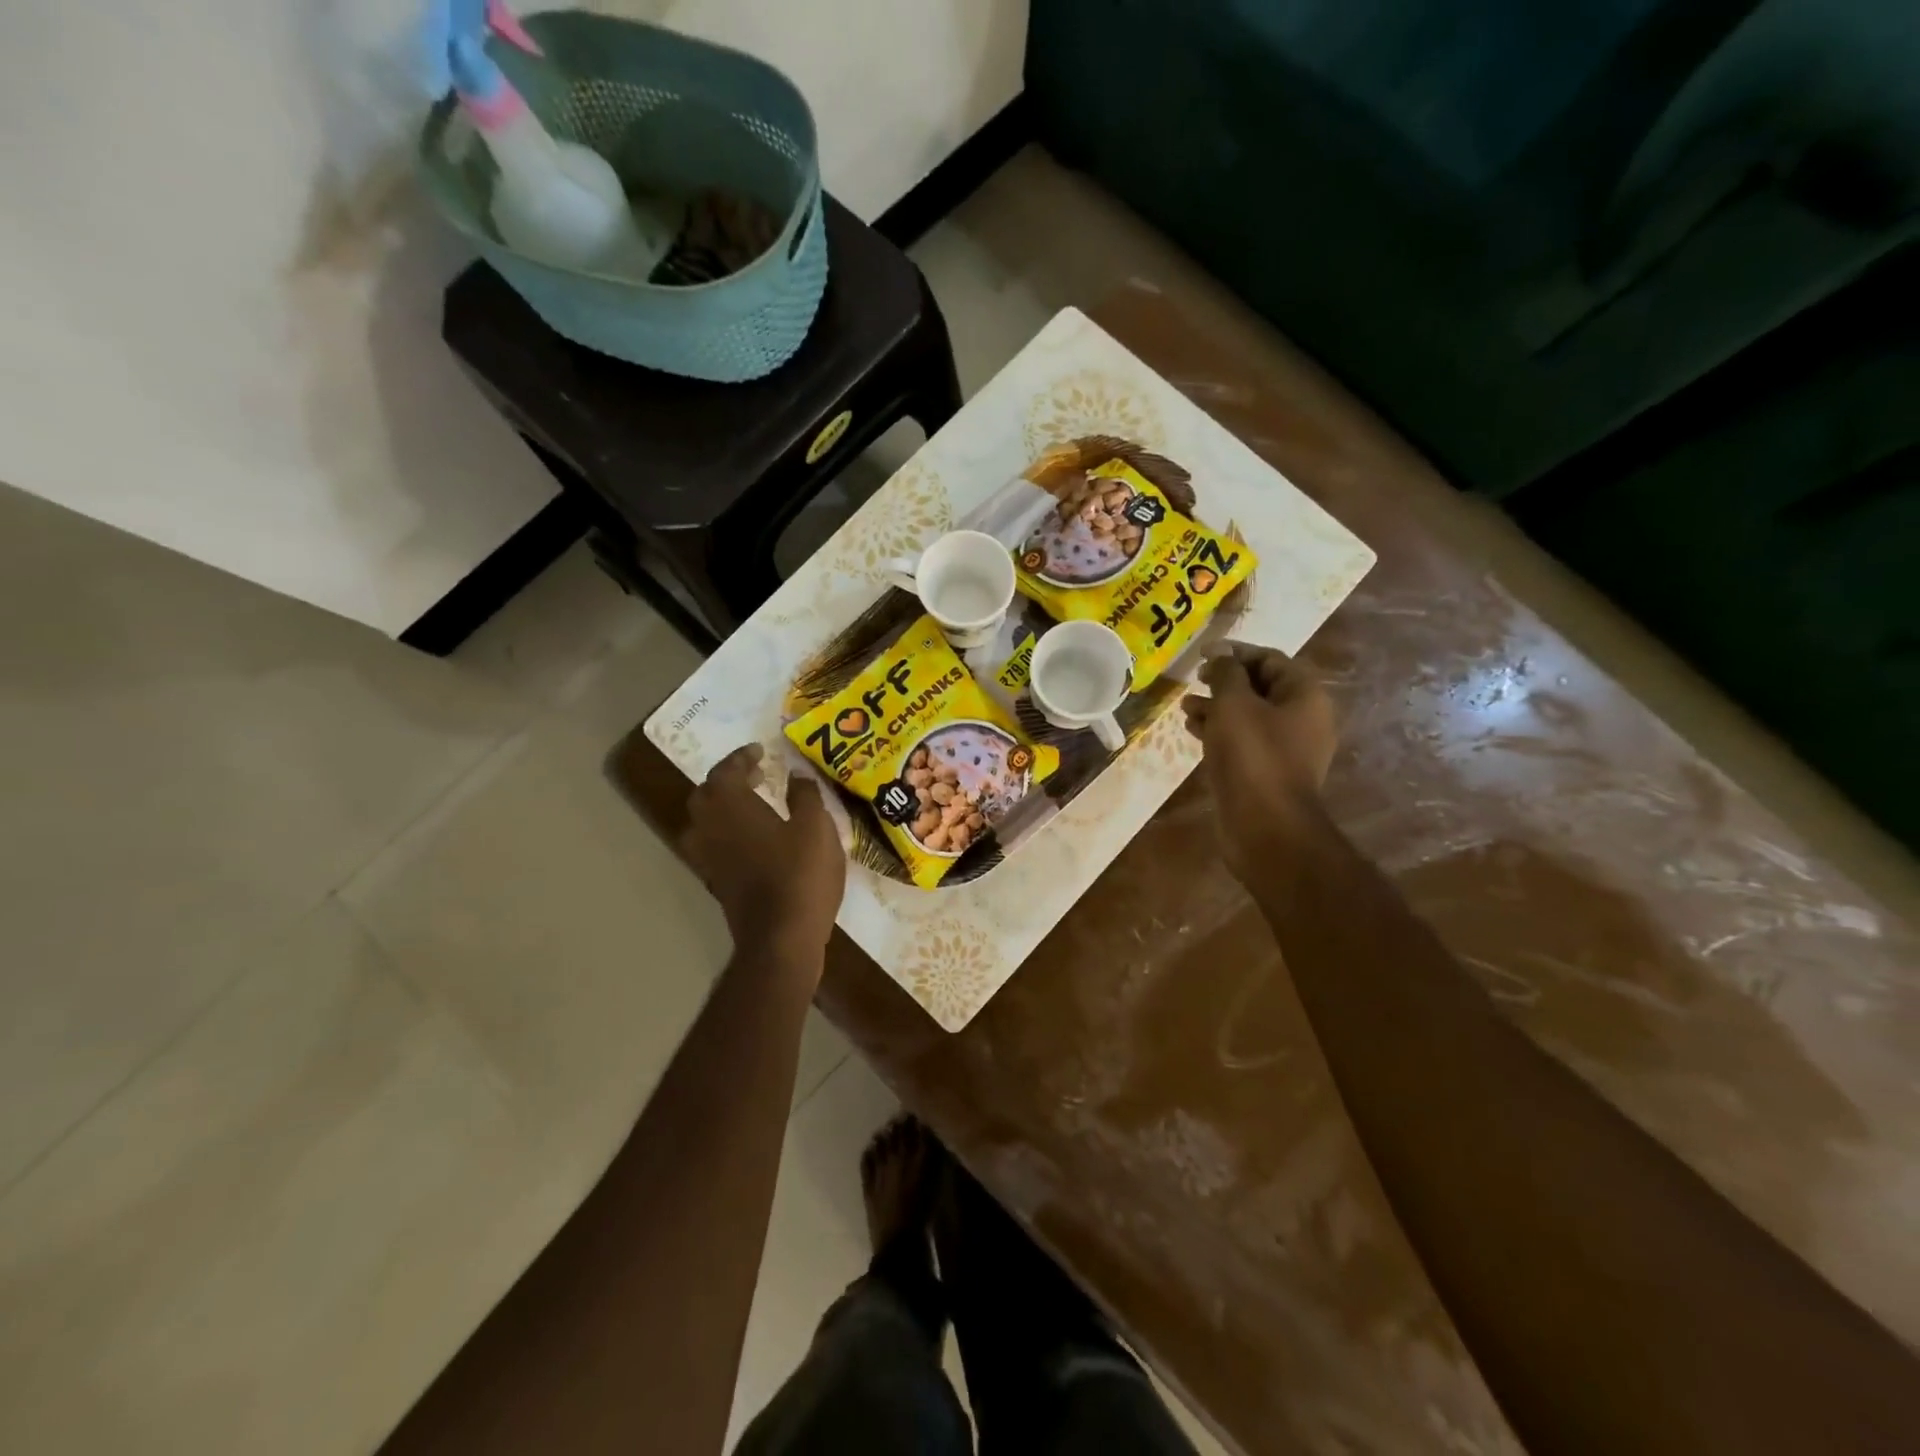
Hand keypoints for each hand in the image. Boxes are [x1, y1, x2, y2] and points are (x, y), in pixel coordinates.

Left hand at [682, 745, 845, 967]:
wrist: (781, 938)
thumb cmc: (800, 874)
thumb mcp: (816, 826)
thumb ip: (805, 795)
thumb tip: (796, 773)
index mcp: (731, 806)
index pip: (726, 771)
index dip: (742, 758)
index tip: (760, 751)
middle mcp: (710, 829)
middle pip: (706, 795)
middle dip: (728, 780)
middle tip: (756, 776)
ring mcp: (709, 859)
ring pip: (704, 823)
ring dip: (723, 809)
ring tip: (751, 806)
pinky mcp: (717, 884)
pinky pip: (713, 847)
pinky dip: (727, 835)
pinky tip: (754, 841)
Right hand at [1182, 645, 1336, 879]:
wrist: (1265, 826)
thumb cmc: (1252, 756)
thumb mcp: (1233, 704)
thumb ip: (1225, 673)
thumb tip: (1220, 656)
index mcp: (1305, 696)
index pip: (1269, 659)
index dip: (1234, 651)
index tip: (1201, 654)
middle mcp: (1303, 719)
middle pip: (1260, 687)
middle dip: (1223, 681)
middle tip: (1193, 680)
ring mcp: (1287, 749)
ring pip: (1249, 716)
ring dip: (1217, 707)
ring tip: (1185, 707)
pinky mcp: (1268, 772)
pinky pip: (1244, 741)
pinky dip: (1220, 732)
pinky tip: (1193, 731)